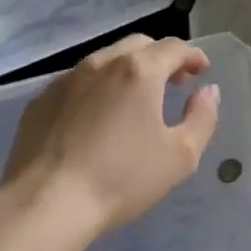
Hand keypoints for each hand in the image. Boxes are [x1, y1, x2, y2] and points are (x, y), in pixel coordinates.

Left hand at [1, 34, 221, 246]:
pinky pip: (77, 82)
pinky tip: (95, 118)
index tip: (201, 70)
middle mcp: (102, 63)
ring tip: (134, 100)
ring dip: (126, 71)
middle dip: (160, 58)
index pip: (174, 48)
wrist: (46, 204)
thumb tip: (208, 91)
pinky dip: (95, 89)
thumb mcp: (180, 156)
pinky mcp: (41, 100)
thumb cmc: (121, 179)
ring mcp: (66, 79)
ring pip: (105, 60)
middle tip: (172, 82)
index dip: (192, 55)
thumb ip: (202, 117)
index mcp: (139, 71)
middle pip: (138, 45)